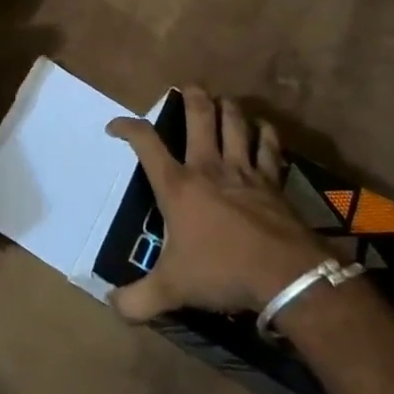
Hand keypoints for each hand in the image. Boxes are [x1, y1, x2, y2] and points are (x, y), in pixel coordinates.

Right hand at [106, 86, 324, 321]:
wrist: (284, 276)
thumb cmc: (221, 273)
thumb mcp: (171, 290)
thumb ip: (136, 300)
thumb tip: (110, 305)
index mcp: (177, 185)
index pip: (145, 142)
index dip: (127, 127)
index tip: (115, 127)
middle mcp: (208, 167)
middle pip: (199, 116)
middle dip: (191, 96)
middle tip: (188, 88)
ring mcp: (244, 171)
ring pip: (235, 123)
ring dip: (228, 108)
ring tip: (223, 101)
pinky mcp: (272, 182)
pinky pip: (269, 148)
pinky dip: (265, 134)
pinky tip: (263, 128)